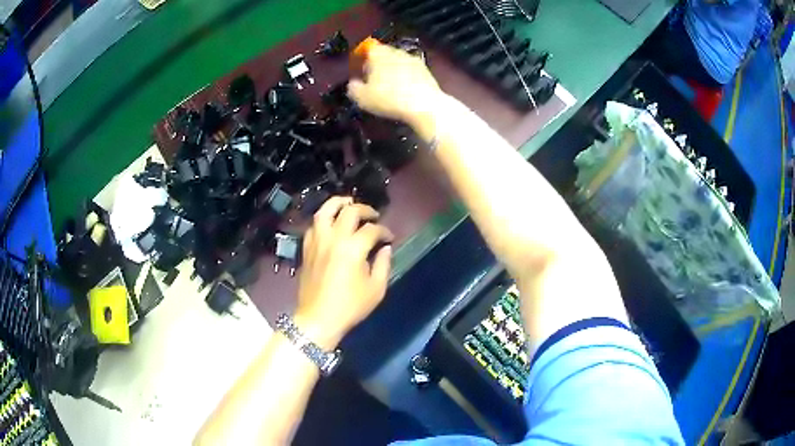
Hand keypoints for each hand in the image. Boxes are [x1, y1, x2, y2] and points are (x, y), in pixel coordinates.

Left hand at [295, 197, 393, 348]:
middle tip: (373, 216)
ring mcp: (317, 241)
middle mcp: (333, 238)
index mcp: (353, 248)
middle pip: (350, 211)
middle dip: (365, 209)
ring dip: (339, 203)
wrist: (318, 319)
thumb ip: (383, 265)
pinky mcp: (307, 248)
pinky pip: (314, 225)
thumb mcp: (376, 289)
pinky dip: (324, 219)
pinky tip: (331, 223)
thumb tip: (385, 248)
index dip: (384, 231)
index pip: (372, 229)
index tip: (390, 237)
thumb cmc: (350, 307)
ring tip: (348, 203)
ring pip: (325, 210)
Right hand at [348, 42, 444, 126]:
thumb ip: (353, 88)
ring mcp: (413, 59)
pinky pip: (410, 70)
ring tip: (389, 87)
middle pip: (383, 54)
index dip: (362, 58)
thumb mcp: (362, 97)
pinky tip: (404, 91)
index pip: (367, 48)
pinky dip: (406, 77)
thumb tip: (353, 84)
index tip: (360, 70)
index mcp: (379, 53)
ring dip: (392, 70)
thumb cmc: (389, 98)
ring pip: (398, 61)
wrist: (425, 105)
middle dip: (377, 64)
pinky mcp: (426, 70)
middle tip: (373, 80)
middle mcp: (396, 51)